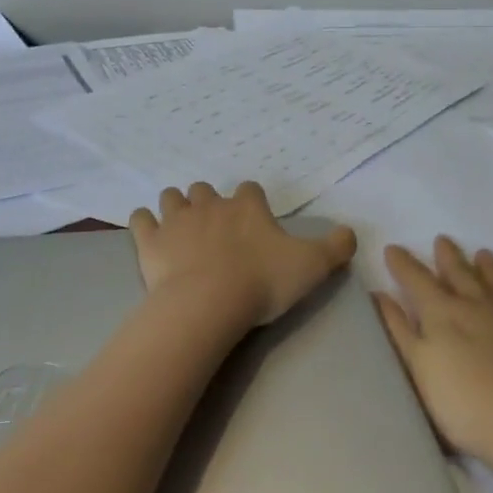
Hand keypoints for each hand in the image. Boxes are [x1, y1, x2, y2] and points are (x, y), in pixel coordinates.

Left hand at [128, 183, 357, 334]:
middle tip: (215, 227)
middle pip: (205, 190)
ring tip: (182, 226)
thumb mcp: (312, 266)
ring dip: (176, 206)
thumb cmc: (262, 282)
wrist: (208, 303)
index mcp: (247, 207)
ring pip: (172, 197)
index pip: (250, 189)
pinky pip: (140, 219)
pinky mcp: (150, 240)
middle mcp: (210, 205)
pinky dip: (144, 222)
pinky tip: (149, 232)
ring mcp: (176, 220)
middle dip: (209, 202)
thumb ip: (336, 247)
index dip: (252, 202)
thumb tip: (351, 233)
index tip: (254, 219)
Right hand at [374, 237, 492, 465]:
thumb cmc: (461, 403)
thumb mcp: (417, 367)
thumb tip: (379, 294)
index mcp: (442, 313)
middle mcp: (477, 308)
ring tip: (484, 253)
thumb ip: (398, 329)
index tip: (393, 248)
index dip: (403, 264)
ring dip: (490, 270)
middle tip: (443, 239)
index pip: (417, 280)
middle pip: (460, 275)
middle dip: (449, 257)